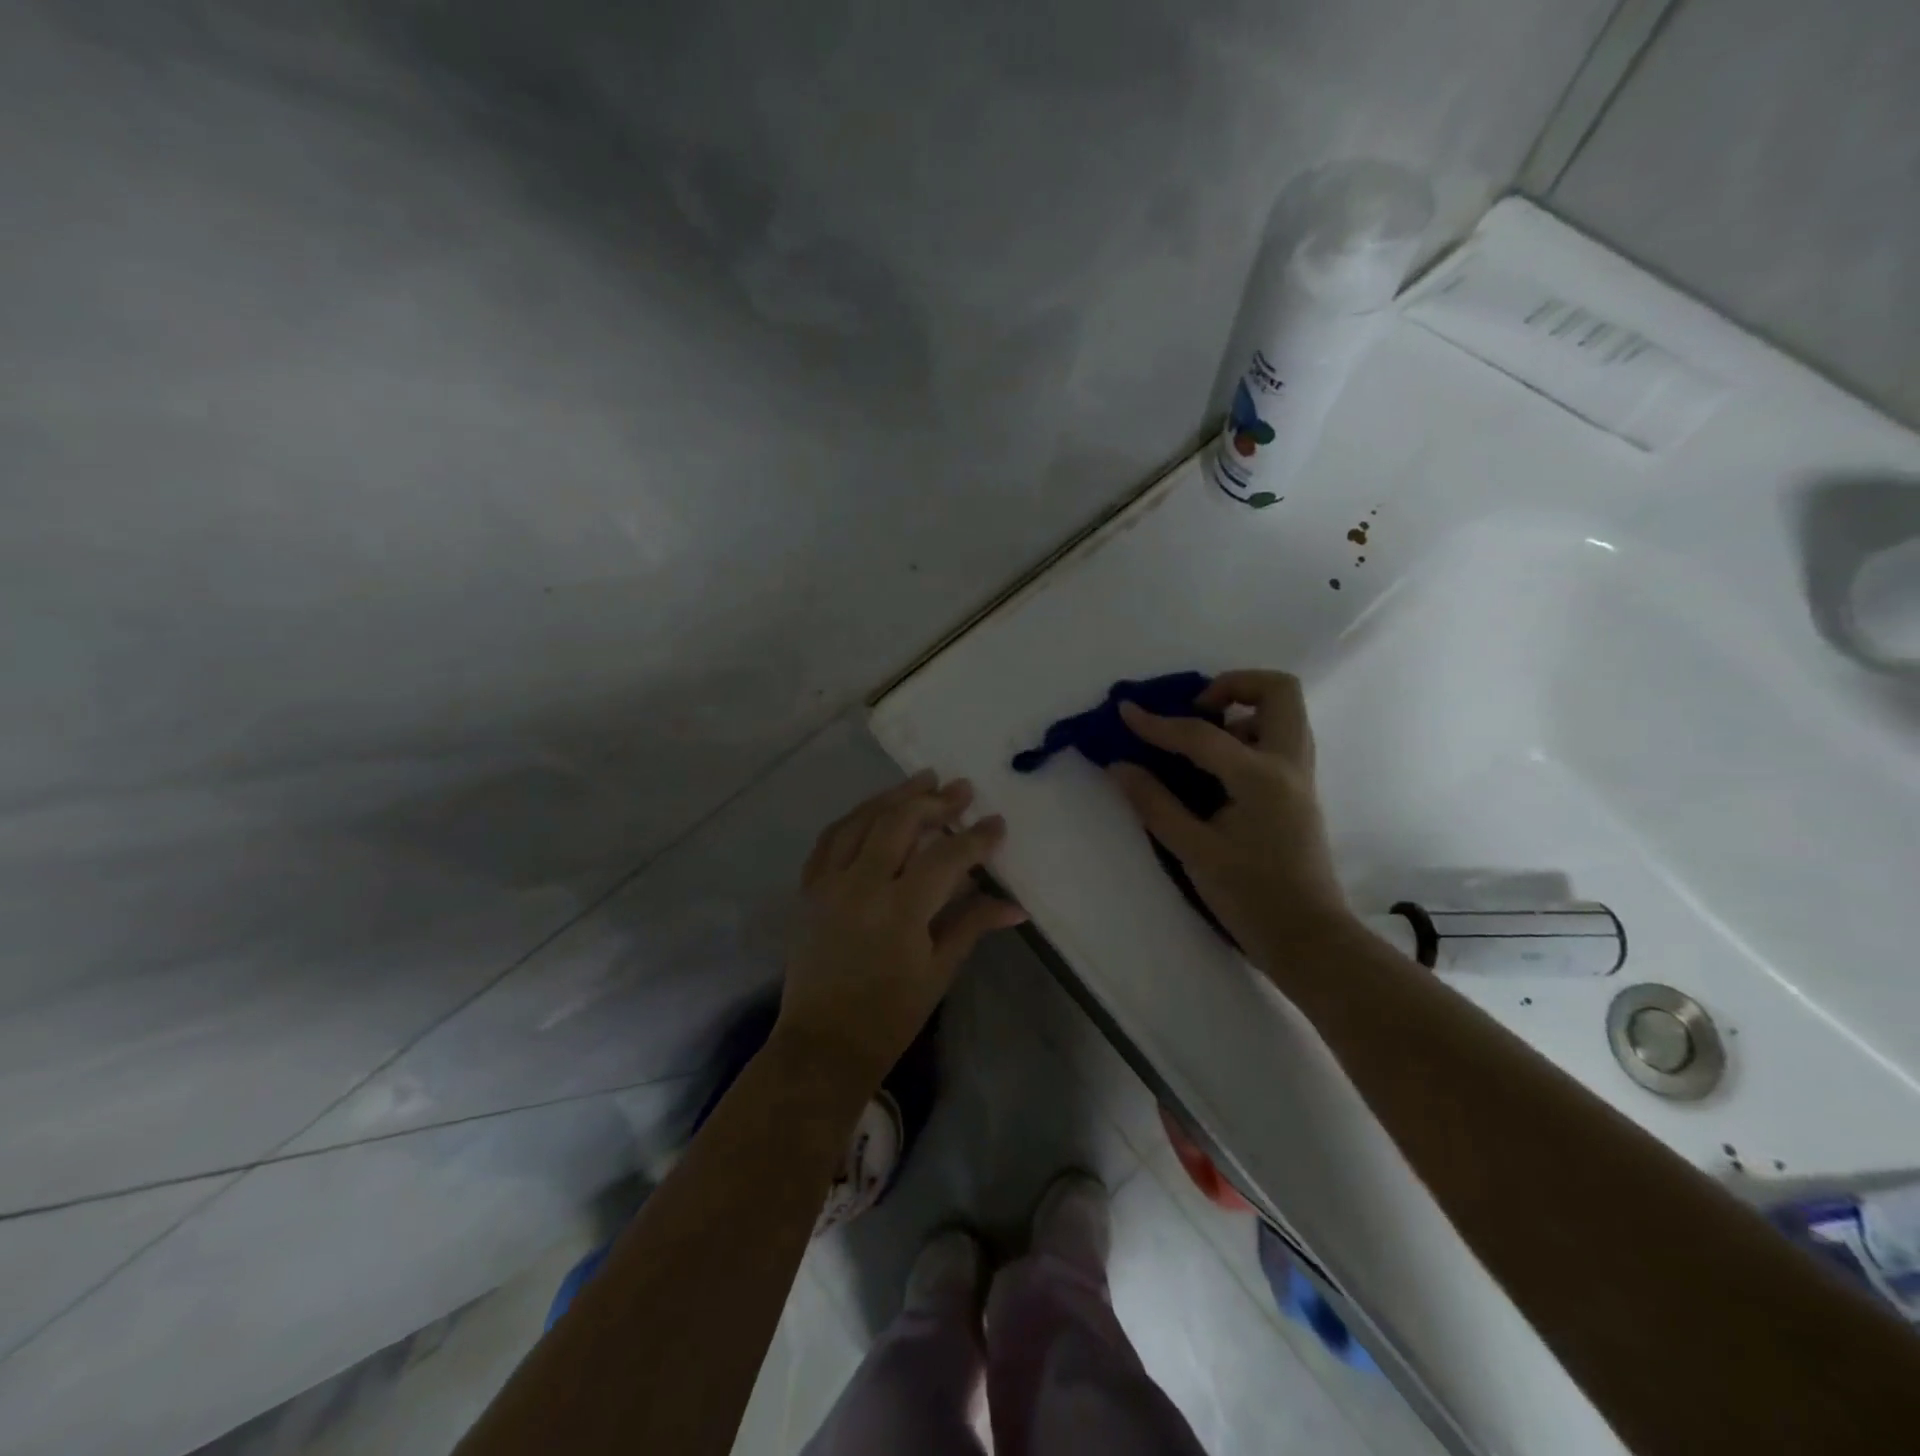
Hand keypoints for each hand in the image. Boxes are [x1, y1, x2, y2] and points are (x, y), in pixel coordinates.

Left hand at [780, 772, 1026, 1083]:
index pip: (946, 857)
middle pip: (899, 823)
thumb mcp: (939, 972)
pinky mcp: (809, 888)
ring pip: (862, 820)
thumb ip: (973, 926)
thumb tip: (1015, 906)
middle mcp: (861, 885)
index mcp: (900, 911)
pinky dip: (855, 817)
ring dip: (894, 796)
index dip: (976, 838)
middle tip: (961, 789)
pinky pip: (830, 838)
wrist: (823, 1043)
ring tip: (923, 780)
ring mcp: (829, 883)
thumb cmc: (889, 1015)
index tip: (997, 822)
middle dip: (935, 801)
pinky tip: (874, 809)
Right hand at [1108, 670, 1352, 959]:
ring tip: (1202, 741)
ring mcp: (1301, 776)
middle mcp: (1289, 764)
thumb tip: (1120, 766)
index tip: (1127, 711)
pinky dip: (1249, 735)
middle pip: (1278, 690)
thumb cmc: (1251, 897)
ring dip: (1243, 710)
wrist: (1310, 939)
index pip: (1201, 734)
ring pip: (1284, 713)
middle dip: (1233, 685)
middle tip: (1195, 710)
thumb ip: (1155, 804)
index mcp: (1260, 777)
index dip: (1158, 723)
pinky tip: (1217, 770)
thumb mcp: (1194, 851)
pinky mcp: (1300, 791)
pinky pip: (1279, 740)